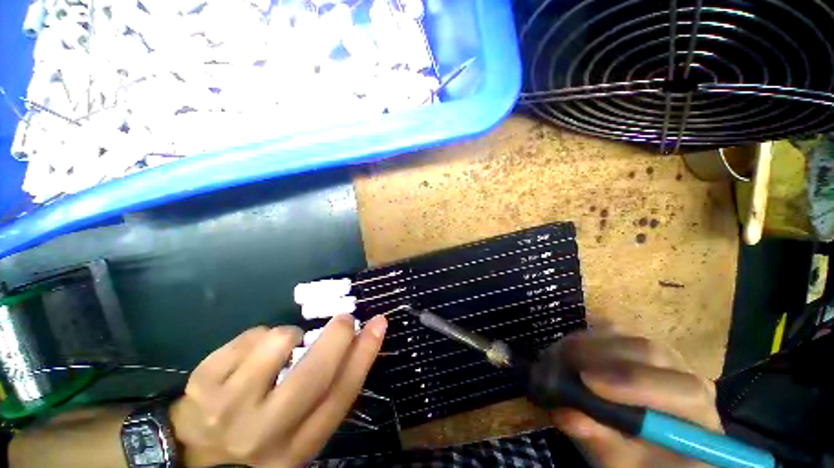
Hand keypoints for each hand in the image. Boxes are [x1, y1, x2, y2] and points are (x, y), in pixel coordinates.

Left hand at [169, 314, 387, 466]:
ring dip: (289, 335)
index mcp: (296, 448)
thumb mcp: (298, 432)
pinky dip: (259, 335)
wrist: (194, 455)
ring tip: (280, 348)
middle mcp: (264, 433)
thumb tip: (355, 343)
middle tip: (345, 319)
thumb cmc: (259, 439)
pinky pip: (249, 337)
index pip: (340, 397)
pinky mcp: (202, 384)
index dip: (364, 355)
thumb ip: (325, 394)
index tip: (379, 324)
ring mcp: (228, 408)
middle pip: (313, 374)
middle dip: (337, 337)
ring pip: (277, 343)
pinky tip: (250, 355)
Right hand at [550, 330, 720, 467]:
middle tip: (560, 361)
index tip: (586, 381)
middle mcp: (687, 376)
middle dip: (600, 355)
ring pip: (627, 336)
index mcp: (699, 414)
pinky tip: (569, 348)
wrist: (651, 451)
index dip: (633, 382)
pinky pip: (612, 331)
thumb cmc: (644, 464)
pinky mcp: (637, 347)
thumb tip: (565, 415)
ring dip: (587, 342)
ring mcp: (662, 356)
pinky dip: (586, 337)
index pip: (682, 390)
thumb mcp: (624, 465)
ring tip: (559, 354)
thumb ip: (602, 443)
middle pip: (649, 352)